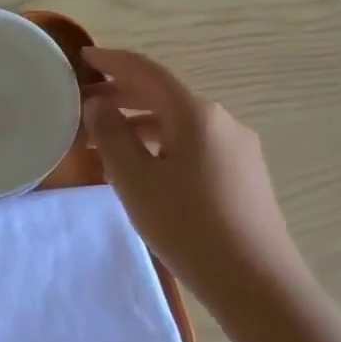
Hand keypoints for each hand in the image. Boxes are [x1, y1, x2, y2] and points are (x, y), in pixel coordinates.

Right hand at [80, 48, 305, 289]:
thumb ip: (111, 134)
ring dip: (139, 123)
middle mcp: (221, 121)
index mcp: (195, 114)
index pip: (147, 71)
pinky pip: (193, 144)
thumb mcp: (135, 179)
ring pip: (178, 122)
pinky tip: (142, 167)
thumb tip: (99, 104)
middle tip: (83, 102)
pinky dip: (160, 143)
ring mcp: (237, 148)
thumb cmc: (187, 226)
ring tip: (103, 142)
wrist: (257, 283)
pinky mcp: (243, 174)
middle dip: (122, 94)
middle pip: (164, 95)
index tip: (83, 58)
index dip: (112, 61)